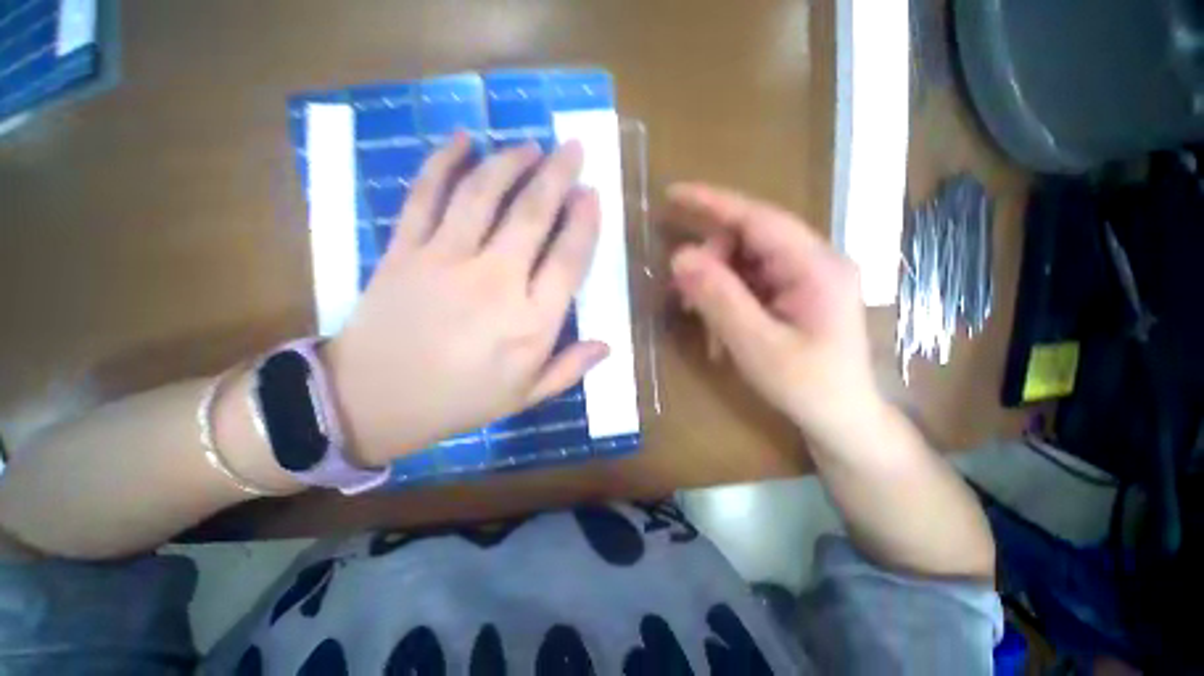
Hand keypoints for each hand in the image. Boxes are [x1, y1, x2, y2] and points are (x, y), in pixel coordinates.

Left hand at [324, 134, 606, 465]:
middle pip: (532, 215)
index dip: (584, 222)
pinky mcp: (404, 249)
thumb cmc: (460, 401)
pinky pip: (425, 194)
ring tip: (530, 145)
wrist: (372, 400)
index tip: (592, 195)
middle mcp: (495, 282)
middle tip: (572, 149)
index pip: (568, 260)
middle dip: (557, 175)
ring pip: (483, 194)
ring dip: (510, 162)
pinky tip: (463, 140)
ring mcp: (445, 259)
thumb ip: (569, 369)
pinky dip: (443, 162)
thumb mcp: (526, 396)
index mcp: (530, 323)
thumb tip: (608, 346)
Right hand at [666, 183, 882, 448]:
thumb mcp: (756, 345)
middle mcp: (814, 261)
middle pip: (748, 240)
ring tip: (698, 317)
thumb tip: (679, 258)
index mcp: (815, 267)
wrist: (843, 419)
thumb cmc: (807, 387)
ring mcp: (805, 277)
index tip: (672, 194)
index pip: (758, 218)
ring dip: (715, 285)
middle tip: (682, 294)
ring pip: (744, 262)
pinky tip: (719, 328)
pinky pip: (750, 282)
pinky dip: (726, 299)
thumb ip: (718, 298)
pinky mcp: (795, 293)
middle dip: (709, 262)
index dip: (713, 203)